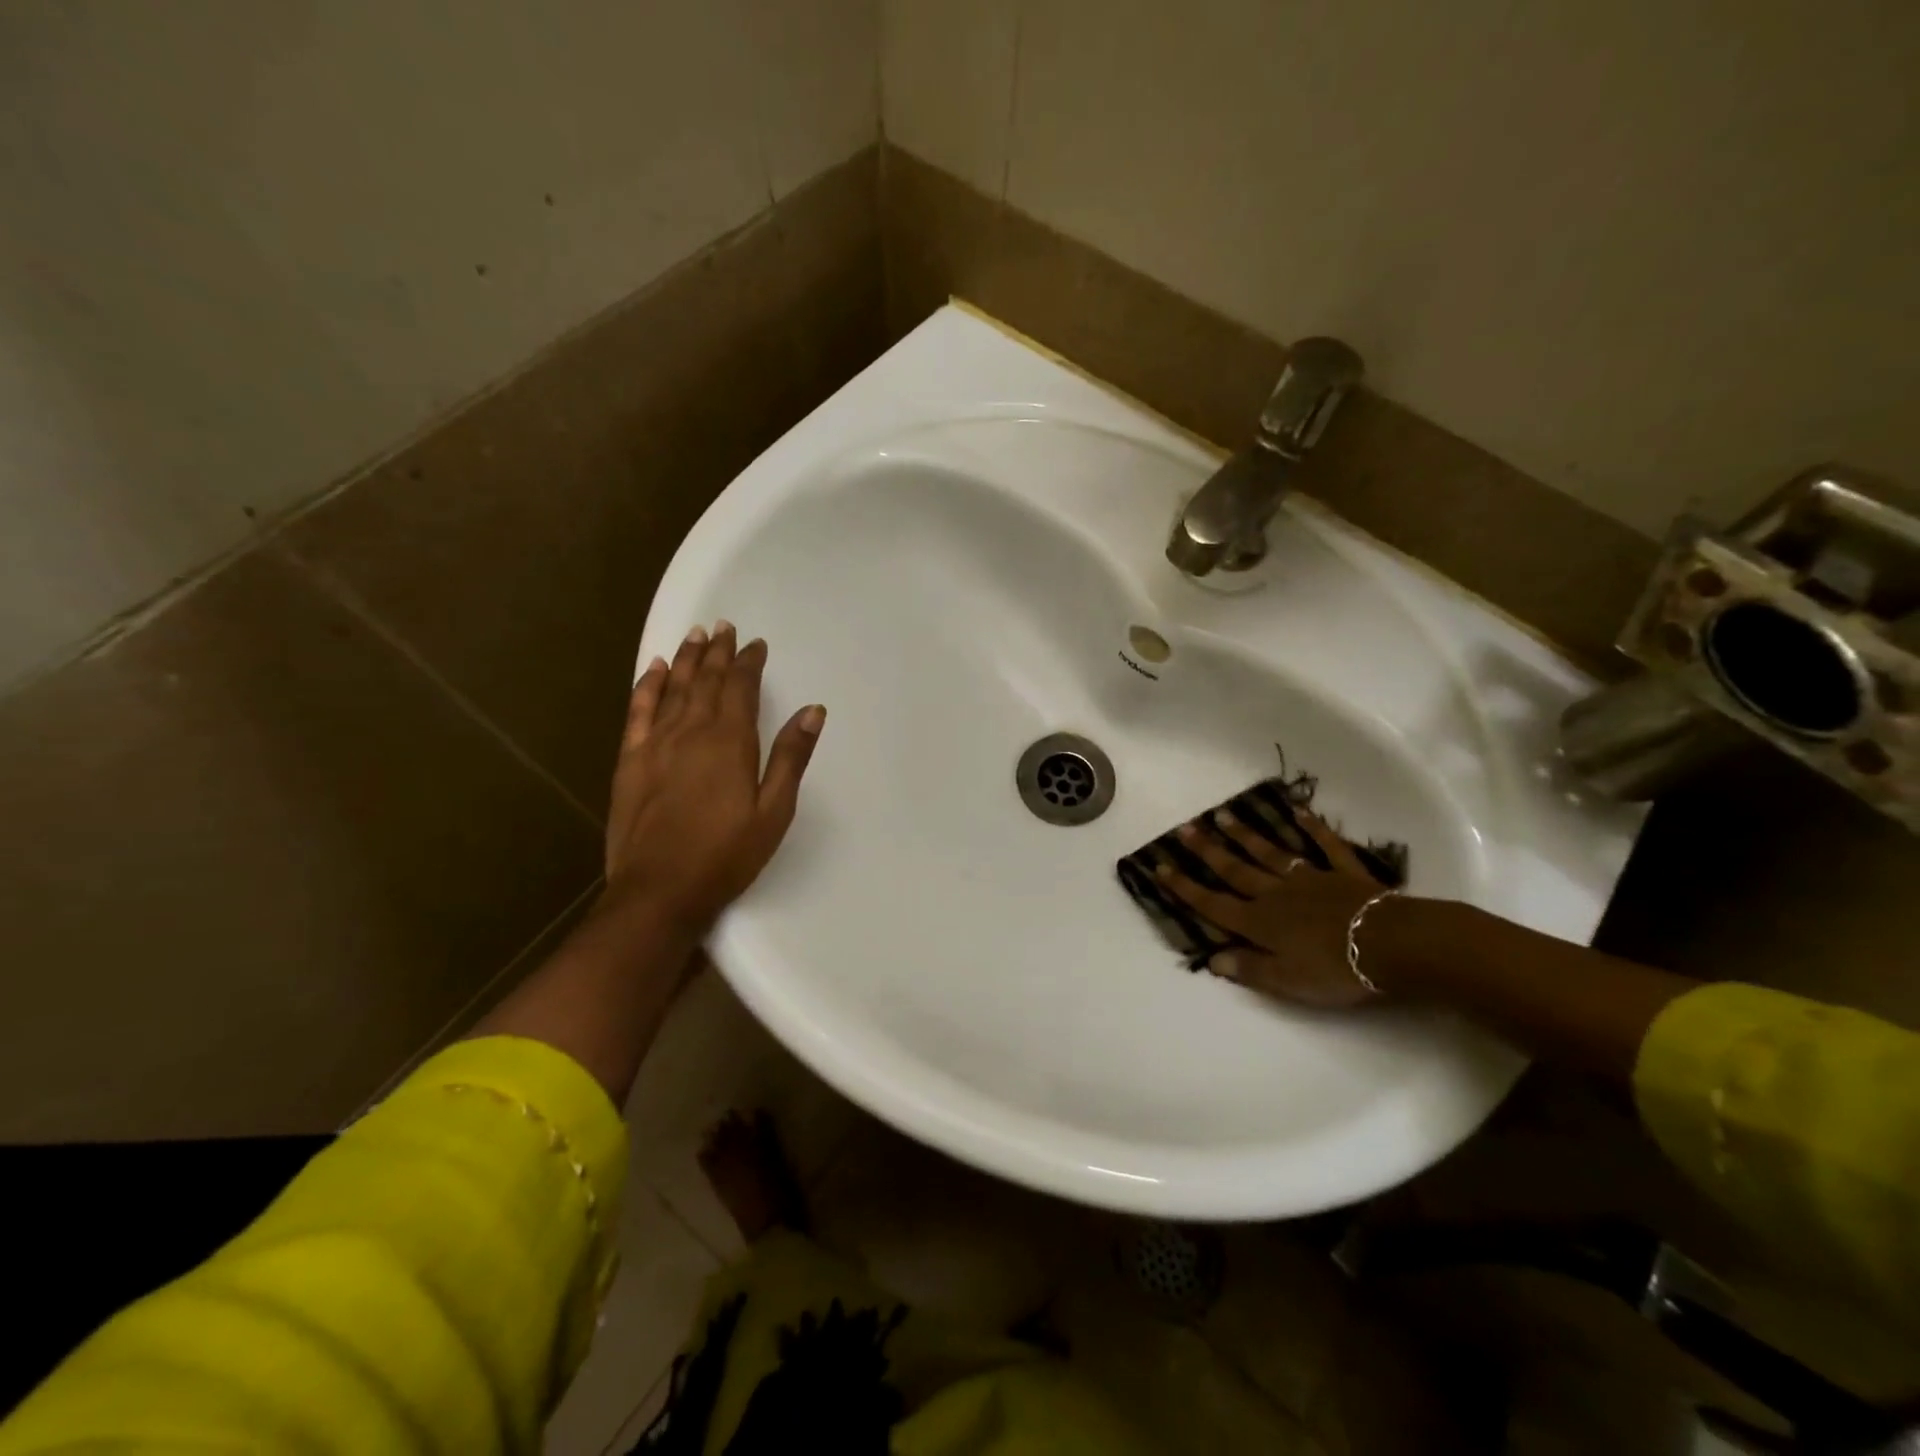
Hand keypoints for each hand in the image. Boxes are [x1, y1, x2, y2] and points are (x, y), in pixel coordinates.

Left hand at [602, 621, 824, 933]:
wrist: (659, 891)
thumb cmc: (726, 854)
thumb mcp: (774, 810)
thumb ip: (791, 757)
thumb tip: (813, 710)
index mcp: (729, 741)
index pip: (740, 687)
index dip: (748, 662)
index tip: (755, 644)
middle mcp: (691, 731)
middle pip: (706, 680)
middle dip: (717, 652)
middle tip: (724, 627)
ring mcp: (656, 744)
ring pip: (673, 688)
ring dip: (686, 659)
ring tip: (695, 636)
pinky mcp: (630, 761)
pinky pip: (638, 711)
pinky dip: (648, 686)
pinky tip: (654, 670)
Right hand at [1153, 807, 1387, 1007]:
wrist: (1391, 944)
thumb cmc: (1335, 968)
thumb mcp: (1286, 981)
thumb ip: (1249, 968)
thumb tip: (1214, 958)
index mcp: (1260, 922)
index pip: (1213, 903)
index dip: (1185, 887)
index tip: (1160, 866)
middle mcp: (1277, 894)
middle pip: (1235, 870)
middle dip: (1207, 851)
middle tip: (1185, 828)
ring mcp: (1311, 879)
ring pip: (1271, 853)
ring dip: (1246, 835)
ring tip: (1223, 815)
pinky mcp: (1344, 873)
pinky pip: (1325, 846)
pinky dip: (1312, 828)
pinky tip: (1299, 811)